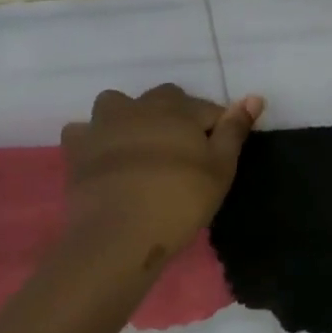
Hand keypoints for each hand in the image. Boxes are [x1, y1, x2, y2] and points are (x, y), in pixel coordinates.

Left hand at [61, 85, 264, 261]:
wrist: (118, 236)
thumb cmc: (179, 201)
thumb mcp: (220, 169)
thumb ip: (235, 130)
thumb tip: (254, 96)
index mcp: (178, 108)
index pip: (207, 109)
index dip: (217, 130)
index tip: (218, 158)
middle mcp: (140, 106)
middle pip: (165, 99)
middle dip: (177, 117)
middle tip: (183, 156)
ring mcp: (104, 124)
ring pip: (119, 104)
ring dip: (131, 117)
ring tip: (141, 147)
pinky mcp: (77, 148)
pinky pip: (84, 131)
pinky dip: (94, 138)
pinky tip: (104, 157)